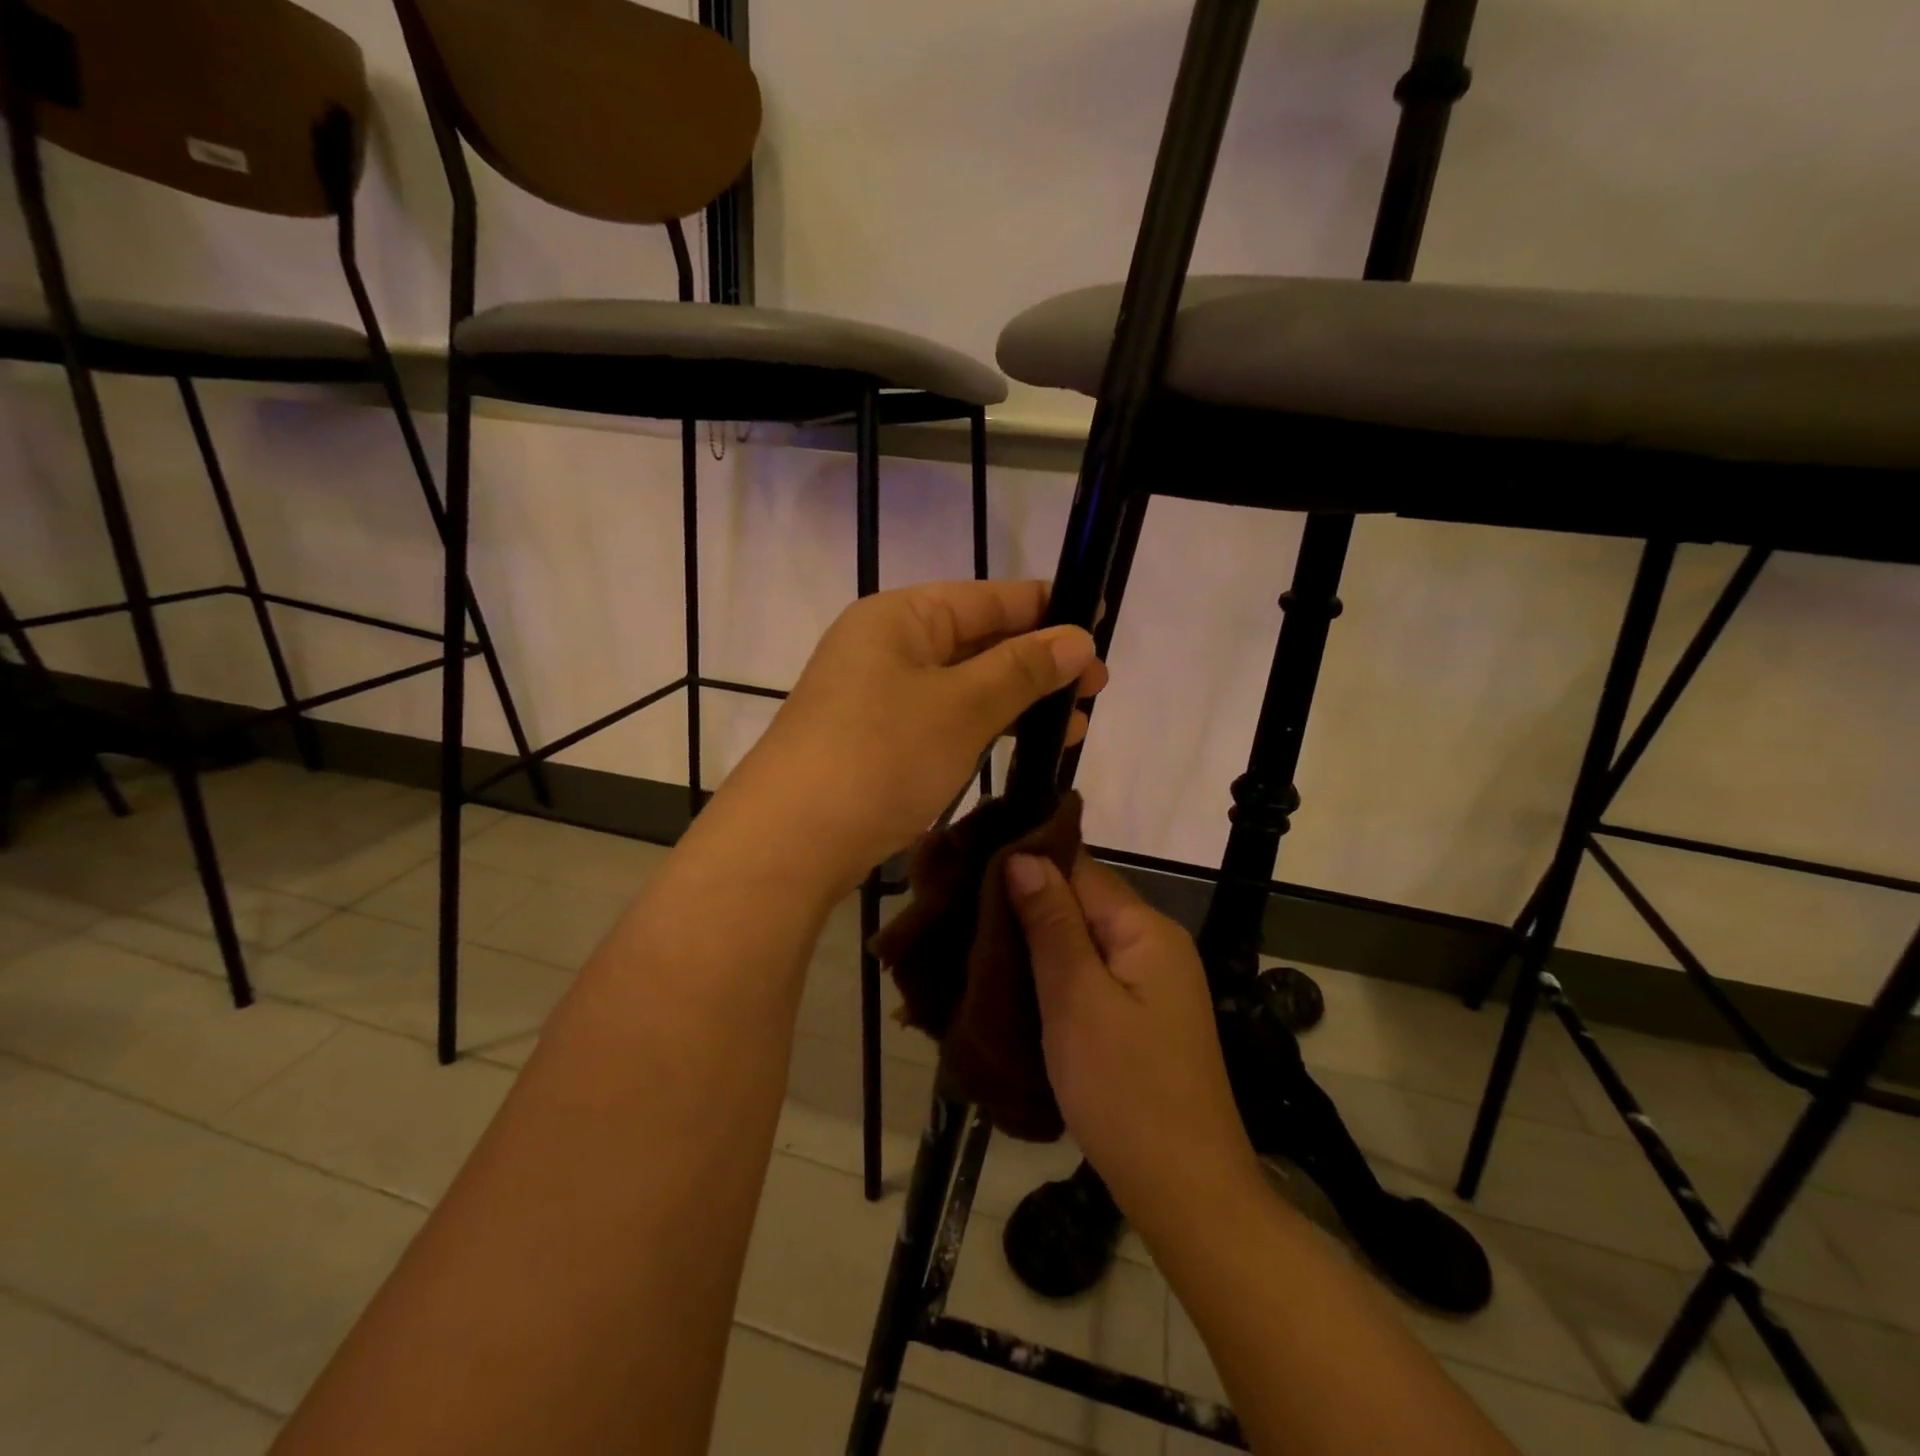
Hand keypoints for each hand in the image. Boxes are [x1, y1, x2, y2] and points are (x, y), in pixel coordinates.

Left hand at [728, 580, 1105, 893]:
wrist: (791, 840)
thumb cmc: (881, 755)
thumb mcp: (962, 706)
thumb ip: (1023, 669)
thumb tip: (1078, 639)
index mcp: (901, 617)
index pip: (989, 598)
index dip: (1047, 608)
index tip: (1099, 623)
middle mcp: (886, 645)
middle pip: (977, 640)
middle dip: (1038, 663)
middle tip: (1097, 688)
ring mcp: (877, 695)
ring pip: (963, 685)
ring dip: (1016, 701)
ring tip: (1073, 725)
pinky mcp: (877, 739)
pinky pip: (943, 719)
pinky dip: (984, 728)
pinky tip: (1021, 745)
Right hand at [1006, 853, 1261, 1236]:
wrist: (1185, 1194)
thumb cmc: (1126, 1092)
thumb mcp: (1078, 1000)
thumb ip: (1052, 924)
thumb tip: (1023, 855)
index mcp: (1145, 929)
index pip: (1080, 868)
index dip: (1027, 860)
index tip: (970, 860)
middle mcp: (1153, 944)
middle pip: (1081, 902)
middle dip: (1025, 901)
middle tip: (960, 903)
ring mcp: (1149, 982)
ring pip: (1081, 939)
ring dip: (1034, 939)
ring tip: (972, 936)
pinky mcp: (1138, 1016)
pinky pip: (1088, 974)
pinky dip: (1052, 972)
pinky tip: (1013, 979)